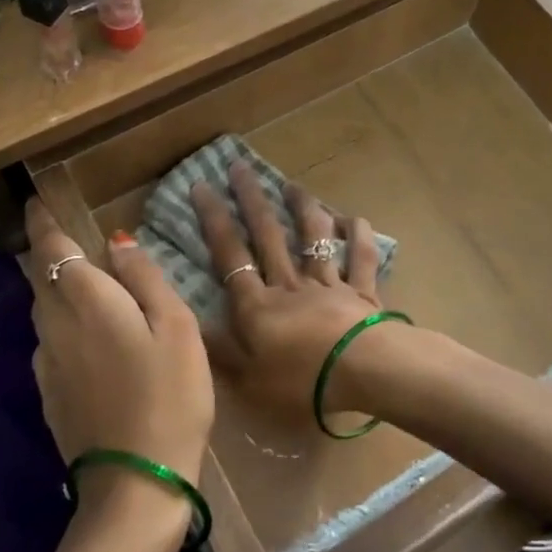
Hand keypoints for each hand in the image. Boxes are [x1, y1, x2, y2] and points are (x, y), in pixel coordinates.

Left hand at [21, 201, 213, 496]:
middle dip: (46, 251)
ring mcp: (47, 364)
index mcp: (87, 302)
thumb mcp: (175, 327)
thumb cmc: (169, 395)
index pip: (53, 249)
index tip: (37, 202)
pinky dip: (59, 320)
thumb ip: (145, 279)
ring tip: (77, 278)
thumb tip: (117, 243)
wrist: (135, 485)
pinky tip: (83, 332)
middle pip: (41, 277)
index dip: (43, 223)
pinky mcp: (49, 394)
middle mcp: (55, 326)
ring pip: (42, 309)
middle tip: (60, 234)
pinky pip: (48, 340)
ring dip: (53, 286)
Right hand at [189, 163, 389, 430]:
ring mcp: (329, 284)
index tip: (202, 186)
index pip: (230, 255)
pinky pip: (361, 258)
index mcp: (258, 306)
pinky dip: (358, 236)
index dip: (214, 220)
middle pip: (268, 236)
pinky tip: (353, 219)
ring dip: (303, 208)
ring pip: (313, 238)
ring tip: (292, 185)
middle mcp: (291, 285)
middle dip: (252, 200)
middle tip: (240, 167)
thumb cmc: (301, 384)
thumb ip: (220, 350)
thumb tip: (188, 320)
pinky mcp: (362, 291)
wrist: (363, 374)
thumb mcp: (248, 380)